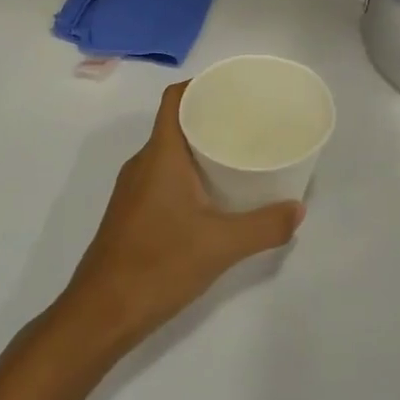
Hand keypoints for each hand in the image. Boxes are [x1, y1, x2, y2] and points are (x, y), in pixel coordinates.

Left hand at [57, 83, 303, 351]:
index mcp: (160, 155)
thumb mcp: (221, 246)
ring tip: (237, 154)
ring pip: (169, 153)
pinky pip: (162, 177)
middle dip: (210, 117)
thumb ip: (264, 226)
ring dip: (199, 148)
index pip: (175, 99)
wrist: (100, 313)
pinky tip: (213, 195)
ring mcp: (133, 190)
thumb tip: (298, 209)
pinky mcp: (131, 213)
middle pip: (175, 123)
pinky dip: (188, 174)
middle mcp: (142, 164)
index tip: (234, 88)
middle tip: (249, 123)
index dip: (201, 85)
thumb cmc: (158, 265)